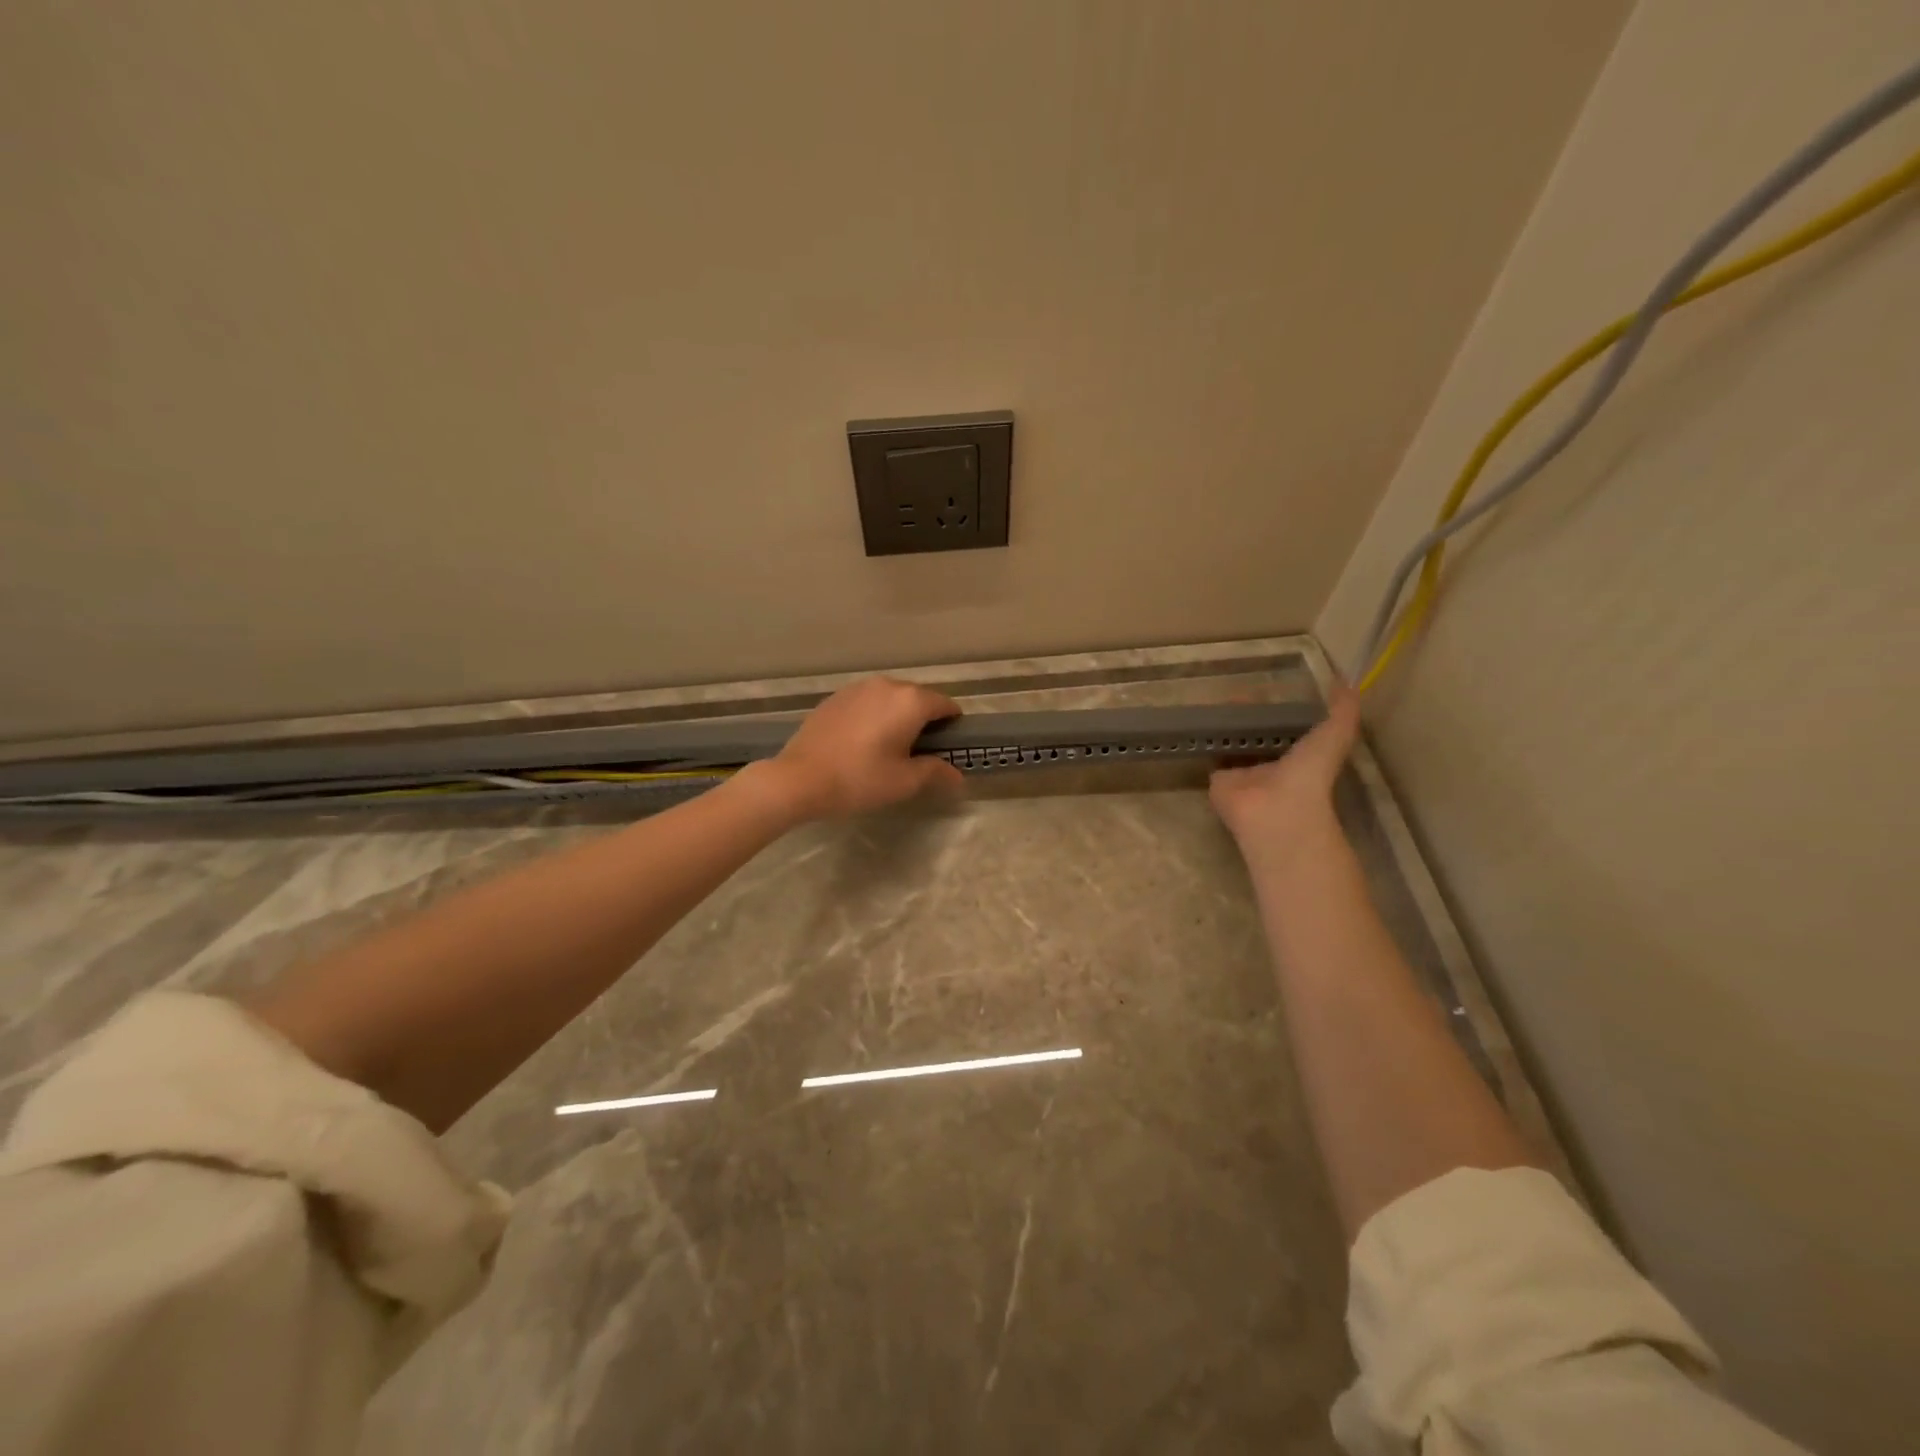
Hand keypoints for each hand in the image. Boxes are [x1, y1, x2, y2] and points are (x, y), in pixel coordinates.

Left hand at [767, 676, 964, 819]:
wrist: (799, 778)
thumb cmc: (859, 779)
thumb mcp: (904, 782)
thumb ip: (935, 772)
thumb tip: (957, 775)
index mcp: (910, 701)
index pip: (946, 705)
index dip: (953, 725)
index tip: (950, 747)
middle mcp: (887, 685)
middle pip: (919, 698)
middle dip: (925, 720)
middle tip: (921, 752)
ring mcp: (858, 688)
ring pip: (891, 698)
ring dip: (898, 716)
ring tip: (891, 746)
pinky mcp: (836, 697)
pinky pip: (868, 702)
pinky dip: (874, 715)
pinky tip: (864, 741)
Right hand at [1209, 685, 1361, 865]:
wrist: (1275, 810)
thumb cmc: (1308, 775)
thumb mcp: (1334, 736)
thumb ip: (1342, 711)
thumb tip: (1347, 681)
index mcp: (1301, 757)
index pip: (1292, 730)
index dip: (1284, 710)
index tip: (1273, 687)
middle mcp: (1273, 765)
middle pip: (1260, 735)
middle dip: (1252, 716)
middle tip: (1241, 691)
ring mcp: (1245, 774)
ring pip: (1236, 743)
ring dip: (1230, 725)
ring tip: (1221, 700)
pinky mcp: (1219, 779)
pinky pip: (1214, 754)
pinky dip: (1209, 738)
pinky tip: (1204, 718)